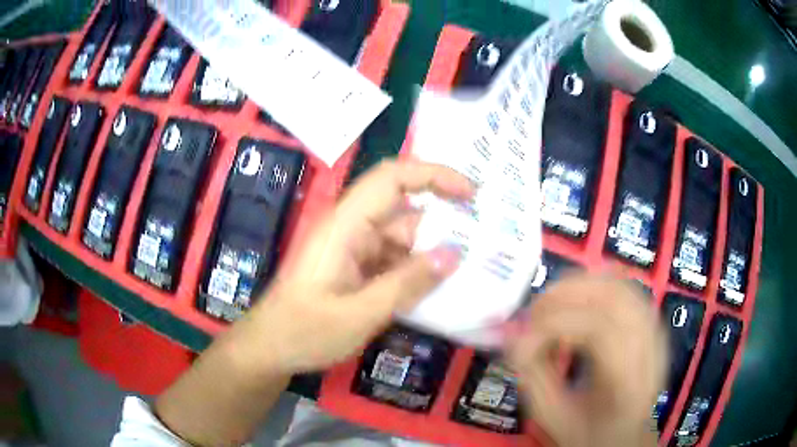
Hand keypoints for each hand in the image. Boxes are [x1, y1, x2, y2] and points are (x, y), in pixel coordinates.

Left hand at [233, 159, 473, 374]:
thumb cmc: (304, 331)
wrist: (269, 349)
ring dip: (432, 252)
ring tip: (472, 268)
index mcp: (345, 225)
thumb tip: (454, 255)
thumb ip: (407, 284)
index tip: (471, 193)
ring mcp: (353, 249)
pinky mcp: (355, 269)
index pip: (392, 179)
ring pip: (402, 239)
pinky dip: (416, 271)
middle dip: (443, 221)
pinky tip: (440, 288)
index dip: (434, 175)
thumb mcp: (359, 314)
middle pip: (404, 210)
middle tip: (485, 239)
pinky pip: (393, 260)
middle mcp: (351, 229)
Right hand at [507, 274, 666, 446]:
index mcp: (628, 382)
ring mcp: (655, 329)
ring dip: (579, 285)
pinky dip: (595, 283)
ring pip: (620, 284)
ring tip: (550, 304)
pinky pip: (625, 286)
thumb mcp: (554, 417)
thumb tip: (511, 334)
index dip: (555, 325)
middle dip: (565, 296)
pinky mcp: (651, 321)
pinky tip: (576, 299)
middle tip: (532, 313)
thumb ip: (531, 375)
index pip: (599, 333)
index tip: (522, 340)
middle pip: (613, 298)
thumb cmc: (590, 433)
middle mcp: (650, 347)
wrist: (626, 434)